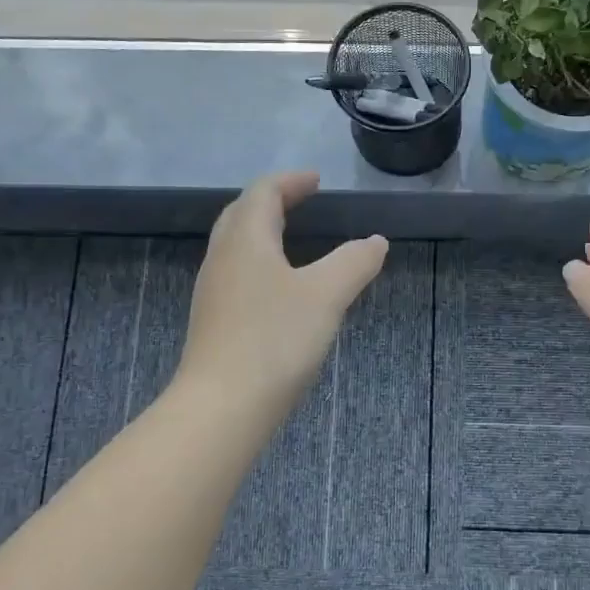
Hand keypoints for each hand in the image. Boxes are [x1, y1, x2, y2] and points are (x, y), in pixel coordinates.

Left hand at [177, 172, 387, 414]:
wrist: (221, 408)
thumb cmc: (274, 340)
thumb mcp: (326, 296)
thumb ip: (354, 263)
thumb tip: (376, 241)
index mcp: (246, 240)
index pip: (263, 192)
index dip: (291, 181)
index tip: (317, 181)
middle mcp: (222, 258)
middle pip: (242, 213)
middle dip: (272, 200)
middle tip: (303, 200)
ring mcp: (213, 291)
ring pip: (235, 244)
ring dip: (263, 230)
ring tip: (293, 236)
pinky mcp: (213, 321)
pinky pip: (236, 272)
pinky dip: (259, 260)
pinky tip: (278, 286)